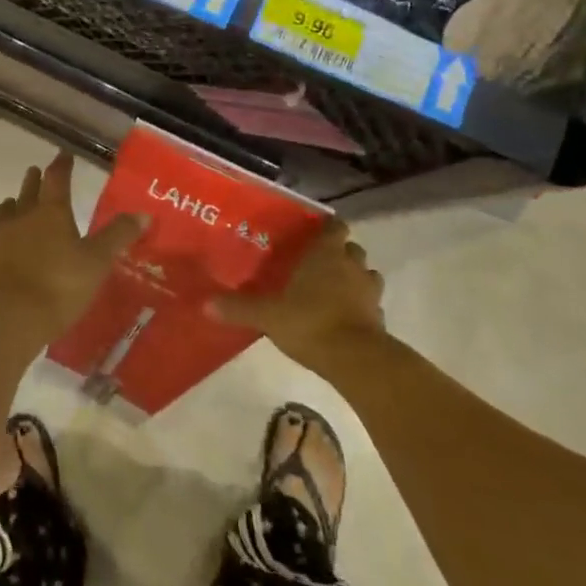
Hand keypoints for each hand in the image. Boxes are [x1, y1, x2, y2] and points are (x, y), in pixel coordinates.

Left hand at [0, 153, 145, 347]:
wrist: (7, 318)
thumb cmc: (58, 286)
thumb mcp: (97, 262)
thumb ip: (118, 236)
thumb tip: (144, 213)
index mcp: (51, 213)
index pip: (57, 180)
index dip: (62, 166)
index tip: (64, 154)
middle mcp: (22, 217)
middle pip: (28, 192)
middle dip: (34, 181)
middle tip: (36, 172)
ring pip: (2, 212)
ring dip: (10, 205)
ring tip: (12, 203)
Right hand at [211, 219, 384, 374]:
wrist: (355, 359)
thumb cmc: (310, 322)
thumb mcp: (267, 315)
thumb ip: (239, 308)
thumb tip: (206, 304)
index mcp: (326, 254)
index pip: (335, 226)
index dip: (328, 227)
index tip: (314, 232)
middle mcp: (352, 266)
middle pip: (352, 249)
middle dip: (340, 253)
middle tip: (319, 263)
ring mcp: (369, 292)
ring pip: (367, 274)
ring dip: (355, 278)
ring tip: (335, 289)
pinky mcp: (379, 318)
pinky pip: (371, 304)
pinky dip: (361, 306)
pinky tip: (345, 317)